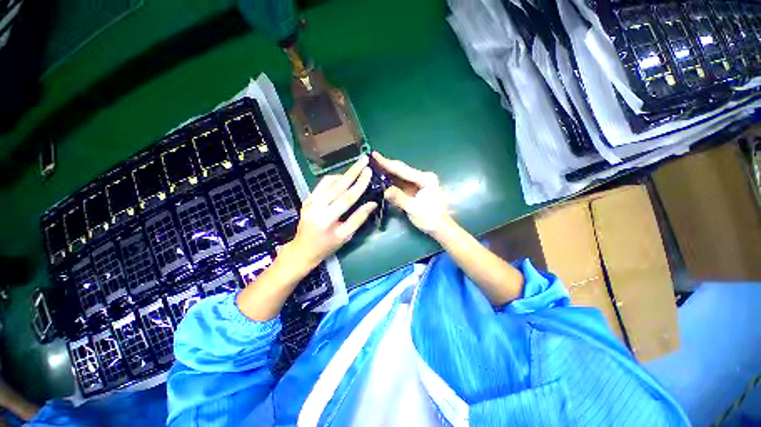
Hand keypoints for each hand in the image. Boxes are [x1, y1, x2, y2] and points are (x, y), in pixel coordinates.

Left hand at [290, 155, 377, 266]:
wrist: (302, 249)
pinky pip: (322, 184)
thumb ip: (359, 218)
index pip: (346, 198)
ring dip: (343, 174)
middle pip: (337, 185)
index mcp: (326, 219)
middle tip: (364, 159)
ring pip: (328, 181)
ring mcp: (309, 200)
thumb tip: (373, 203)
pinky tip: (343, 180)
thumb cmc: (326, 246)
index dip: (359, 184)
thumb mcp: (345, 236)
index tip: (369, 172)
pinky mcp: (307, 198)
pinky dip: (334, 179)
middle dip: (352, 171)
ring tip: (356, 171)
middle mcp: (315, 206)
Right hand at [372, 152, 452, 235]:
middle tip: (371, 159)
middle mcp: (423, 177)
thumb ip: (399, 198)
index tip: (374, 155)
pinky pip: (402, 184)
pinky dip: (392, 182)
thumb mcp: (413, 208)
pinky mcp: (416, 190)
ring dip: (388, 173)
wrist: (440, 228)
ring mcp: (420, 183)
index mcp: (425, 179)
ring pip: (401, 176)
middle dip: (386, 166)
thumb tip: (385, 190)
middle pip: (401, 170)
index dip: (387, 163)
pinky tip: (383, 179)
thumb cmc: (430, 218)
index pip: (402, 170)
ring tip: (374, 166)